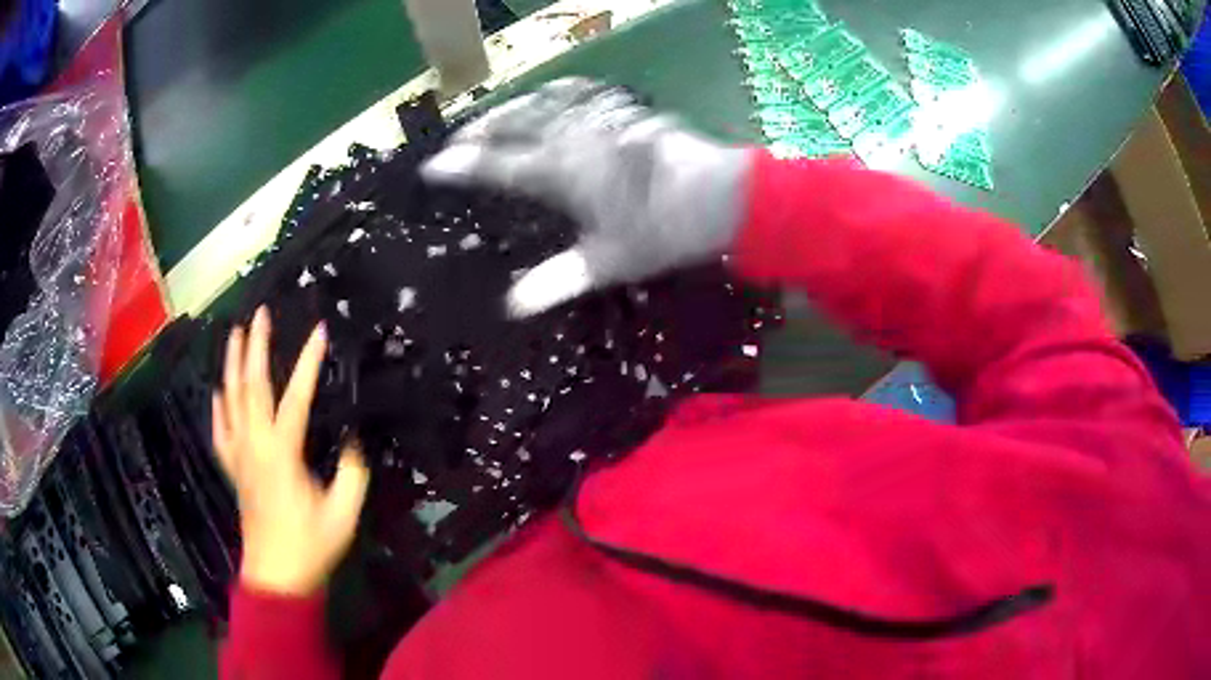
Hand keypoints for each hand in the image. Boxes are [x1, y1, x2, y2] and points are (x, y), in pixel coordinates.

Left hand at [213, 307, 369, 596]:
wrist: (277, 576)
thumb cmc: (311, 545)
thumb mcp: (344, 512)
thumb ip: (352, 472)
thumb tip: (352, 441)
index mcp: (282, 453)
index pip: (296, 397)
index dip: (308, 363)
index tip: (319, 332)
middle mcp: (255, 445)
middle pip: (250, 386)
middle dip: (255, 346)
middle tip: (260, 315)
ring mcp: (240, 456)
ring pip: (230, 401)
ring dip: (231, 365)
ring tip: (234, 335)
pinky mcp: (234, 471)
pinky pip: (220, 432)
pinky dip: (218, 407)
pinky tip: (217, 392)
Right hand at [421, 77, 752, 316]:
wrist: (720, 196)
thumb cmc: (665, 231)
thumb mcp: (610, 262)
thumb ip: (558, 280)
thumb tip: (512, 306)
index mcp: (562, 173)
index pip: (498, 166)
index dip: (462, 165)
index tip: (433, 166)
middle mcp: (574, 137)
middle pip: (515, 122)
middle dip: (482, 127)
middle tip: (459, 137)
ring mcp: (601, 119)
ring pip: (545, 101)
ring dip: (514, 106)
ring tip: (496, 115)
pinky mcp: (626, 111)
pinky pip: (582, 92)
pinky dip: (558, 92)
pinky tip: (556, 93)